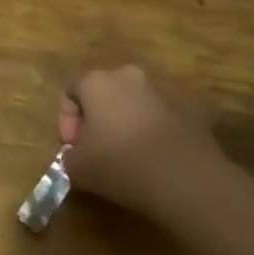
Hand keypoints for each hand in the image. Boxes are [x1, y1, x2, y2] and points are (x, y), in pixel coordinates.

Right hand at [59, 65, 222, 218]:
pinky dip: (149, 132)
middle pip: (103, 92)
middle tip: (96, 150)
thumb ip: (69, 156)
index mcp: (97, 81)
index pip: (71, 89)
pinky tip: (152, 159)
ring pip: (132, 103)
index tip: (72, 148)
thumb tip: (77, 154)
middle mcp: (128, 76)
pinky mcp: (186, 108)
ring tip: (126, 156)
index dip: (66, 119)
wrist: (187, 178)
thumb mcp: (78, 168)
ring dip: (124, 124)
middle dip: (95, 119)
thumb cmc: (122, 164)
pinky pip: (157, 116)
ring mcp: (161, 89)